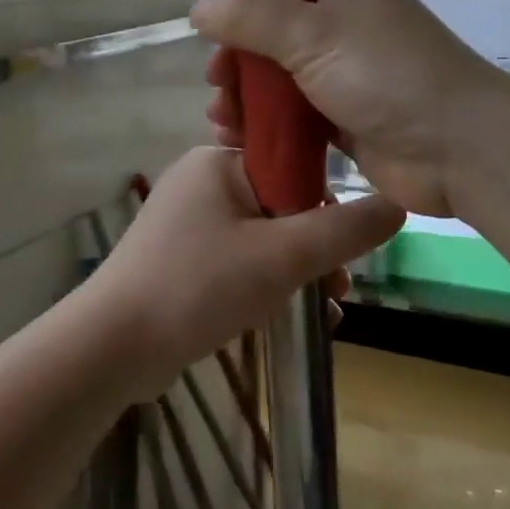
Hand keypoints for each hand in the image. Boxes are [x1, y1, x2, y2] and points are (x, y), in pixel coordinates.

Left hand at [85, 146, 403, 397]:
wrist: (111, 347)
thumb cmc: (198, 286)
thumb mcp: (280, 257)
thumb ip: (342, 230)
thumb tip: (398, 204)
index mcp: (219, 161)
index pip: (292, 166)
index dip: (326, 206)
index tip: (346, 249)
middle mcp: (202, 181)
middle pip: (281, 205)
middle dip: (315, 250)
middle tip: (338, 290)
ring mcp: (187, 221)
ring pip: (262, 238)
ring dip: (296, 273)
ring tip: (324, 313)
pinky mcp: (180, 257)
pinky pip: (238, 261)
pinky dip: (265, 285)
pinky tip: (292, 319)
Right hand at [193, 0, 503, 216]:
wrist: (458, 148)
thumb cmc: (385, 76)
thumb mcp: (312, 33)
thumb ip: (252, 17)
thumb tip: (200, 7)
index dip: (242, 8)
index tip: (213, 38)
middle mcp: (345, 28)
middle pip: (273, 37)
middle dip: (238, 61)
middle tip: (217, 85)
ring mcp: (347, 77)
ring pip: (281, 80)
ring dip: (246, 97)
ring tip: (222, 120)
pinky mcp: (347, 121)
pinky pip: (295, 117)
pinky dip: (267, 126)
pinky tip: (240, 140)